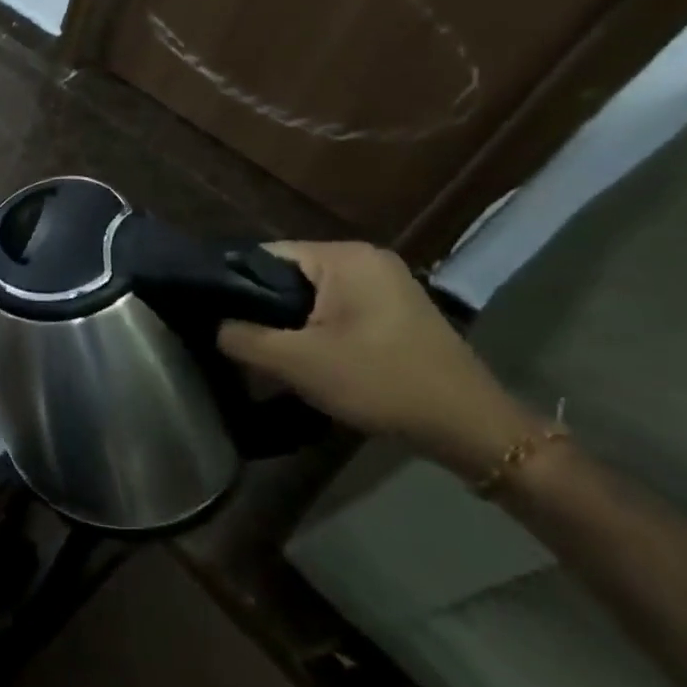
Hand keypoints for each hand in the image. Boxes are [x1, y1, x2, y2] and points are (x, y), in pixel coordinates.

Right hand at [217, 242, 538, 476]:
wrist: (471, 429)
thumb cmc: (380, 383)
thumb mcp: (297, 362)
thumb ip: (242, 338)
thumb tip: (214, 326)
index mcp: (344, 257)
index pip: (265, 257)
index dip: (235, 287)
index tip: (216, 318)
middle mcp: (366, 259)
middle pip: (288, 276)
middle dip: (264, 310)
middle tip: (242, 343)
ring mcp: (386, 284)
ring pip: (311, 296)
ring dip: (289, 324)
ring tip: (270, 354)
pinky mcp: (395, 311)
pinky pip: (337, 310)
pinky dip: (316, 330)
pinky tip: (309, 359)